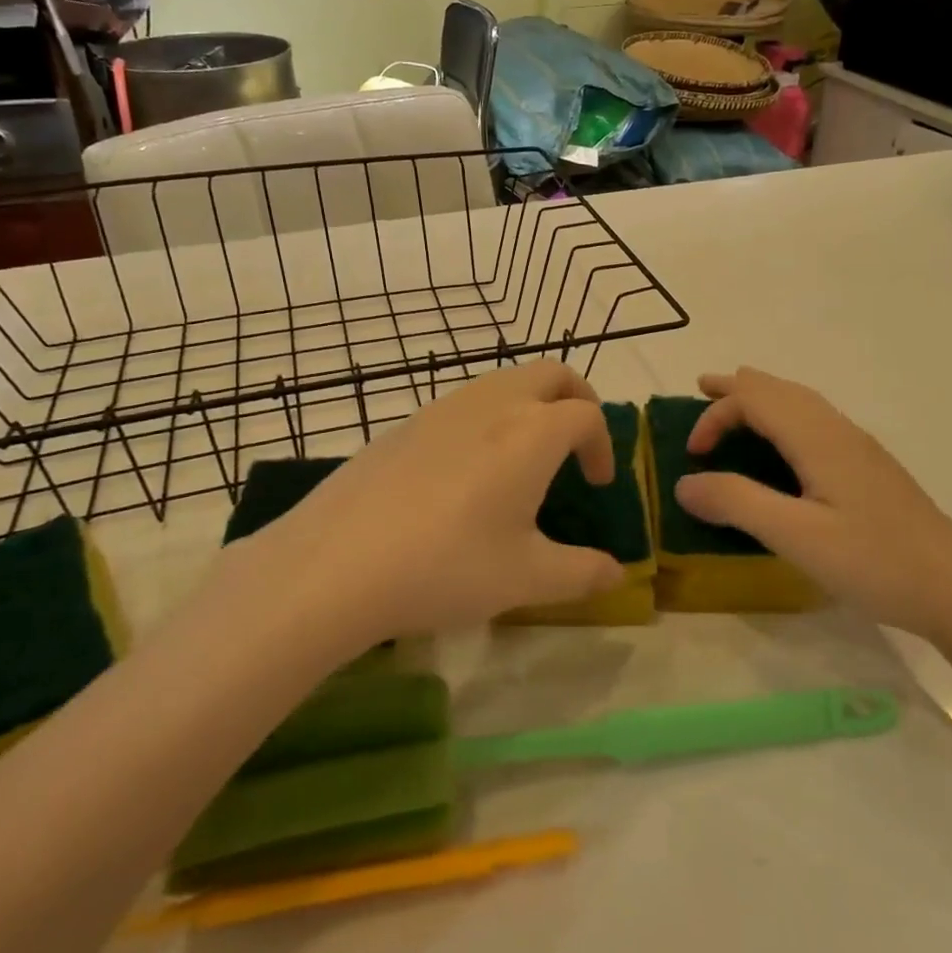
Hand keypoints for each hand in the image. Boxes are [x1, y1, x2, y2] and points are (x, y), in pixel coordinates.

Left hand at [223, 362, 624, 644]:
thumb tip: (616, 573)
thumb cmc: (447, 566)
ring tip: (523, 462)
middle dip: (577, 400)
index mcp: (532, 432)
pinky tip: (466, 475)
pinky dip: (488, 419)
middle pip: (551, 374)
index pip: (587, 414)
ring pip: (504, 382)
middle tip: (576, 446)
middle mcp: (492, 403)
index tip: (597, 484)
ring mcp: (443, 408)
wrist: (335, 563)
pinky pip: (464, 403)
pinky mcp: (405, 423)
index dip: (603, 445)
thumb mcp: (526, 578)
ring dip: (530, 407)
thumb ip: (582, 573)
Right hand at [673, 368, 951, 638]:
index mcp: (818, 438)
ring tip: (735, 404)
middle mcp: (839, 431)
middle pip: (780, 390)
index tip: (692, 456)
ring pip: (802, 403)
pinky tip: (785, 446)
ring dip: (762, 398)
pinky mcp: (870, 470)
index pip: (755, 400)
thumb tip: (684, 483)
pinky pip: (815, 423)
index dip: (716, 416)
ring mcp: (859, 449)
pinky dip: (783, 417)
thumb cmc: (874, 562)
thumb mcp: (796, 536)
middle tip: (701, 388)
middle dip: (737, 387)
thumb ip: (737, 503)